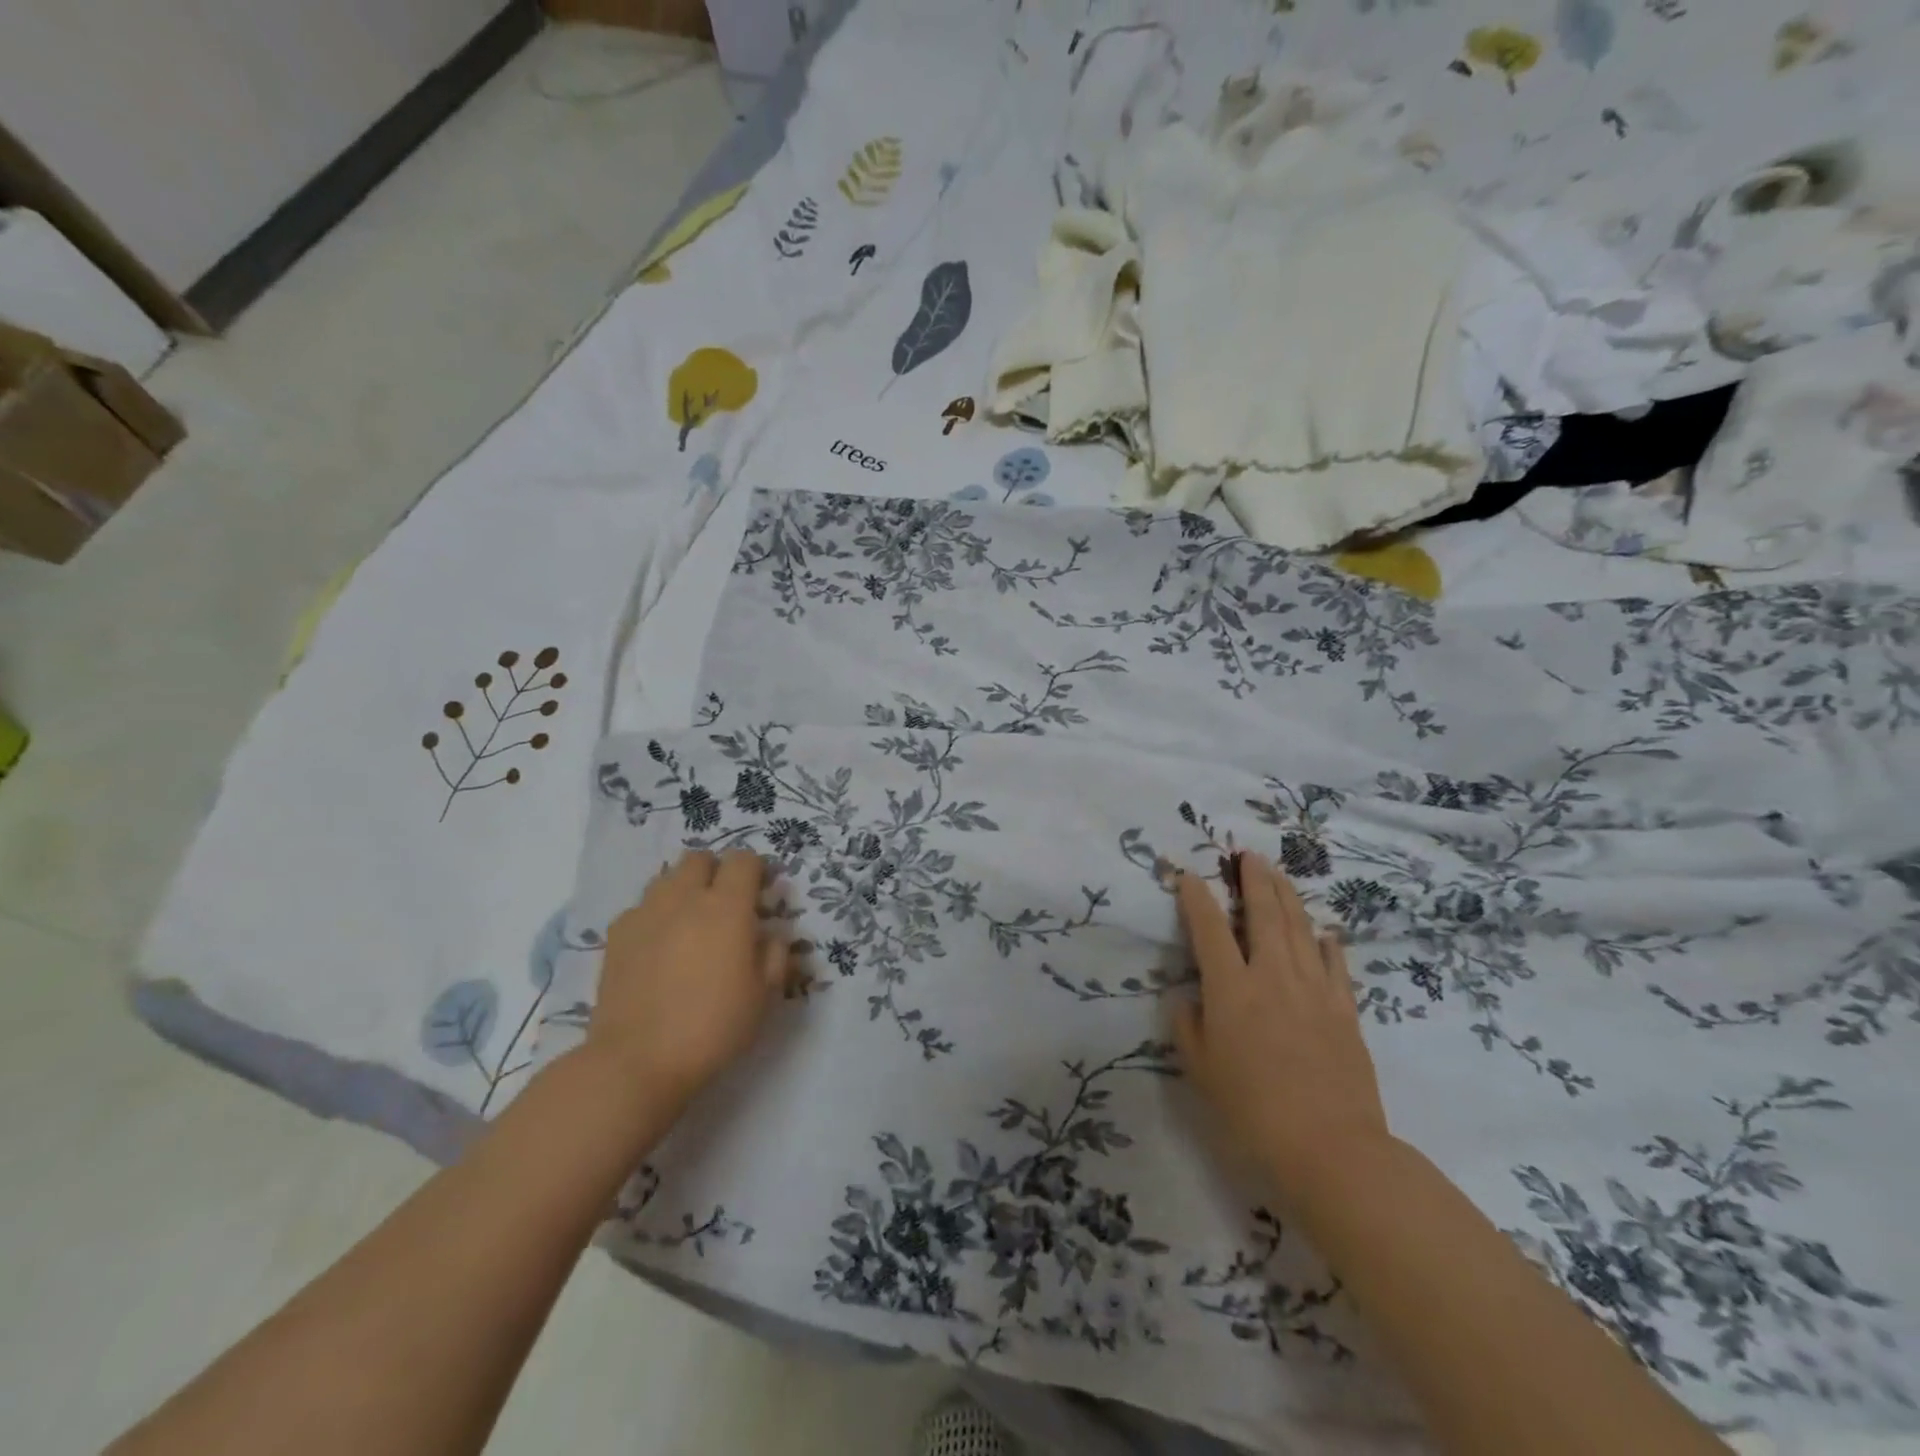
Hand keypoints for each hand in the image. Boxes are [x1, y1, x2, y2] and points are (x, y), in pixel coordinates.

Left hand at [589, 849, 789, 1107]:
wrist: (637, 1061)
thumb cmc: (712, 1028)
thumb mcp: (763, 995)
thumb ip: (774, 953)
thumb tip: (771, 932)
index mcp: (726, 908)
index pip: (744, 860)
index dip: (757, 869)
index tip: (762, 891)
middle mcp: (684, 898)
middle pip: (700, 858)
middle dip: (717, 871)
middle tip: (726, 904)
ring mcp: (645, 913)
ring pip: (667, 878)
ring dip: (684, 888)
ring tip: (691, 922)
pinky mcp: (616, 935)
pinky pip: (641, 907)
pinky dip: (655, 914)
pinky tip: (659, 946)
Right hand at [1172, 851, 1391, 1196]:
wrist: (1331, 1149)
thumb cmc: (1252, 1111)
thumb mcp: (1200, 1070)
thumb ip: (1187, 1026)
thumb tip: (1189, 998)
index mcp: (1231, 988)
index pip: (1209, 929)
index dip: (1196, 898)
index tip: (1189, 876)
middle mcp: (1272, 976)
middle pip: (1264, 914)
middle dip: (1253, 879)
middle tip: (1247, 855)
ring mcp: (1314, 990)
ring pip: (1301, 929)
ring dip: (1288, 897)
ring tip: (1279, 875)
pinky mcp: (1345, 1011)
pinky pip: (1336, 965)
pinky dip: (1328, 943)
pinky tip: (1325, 932)